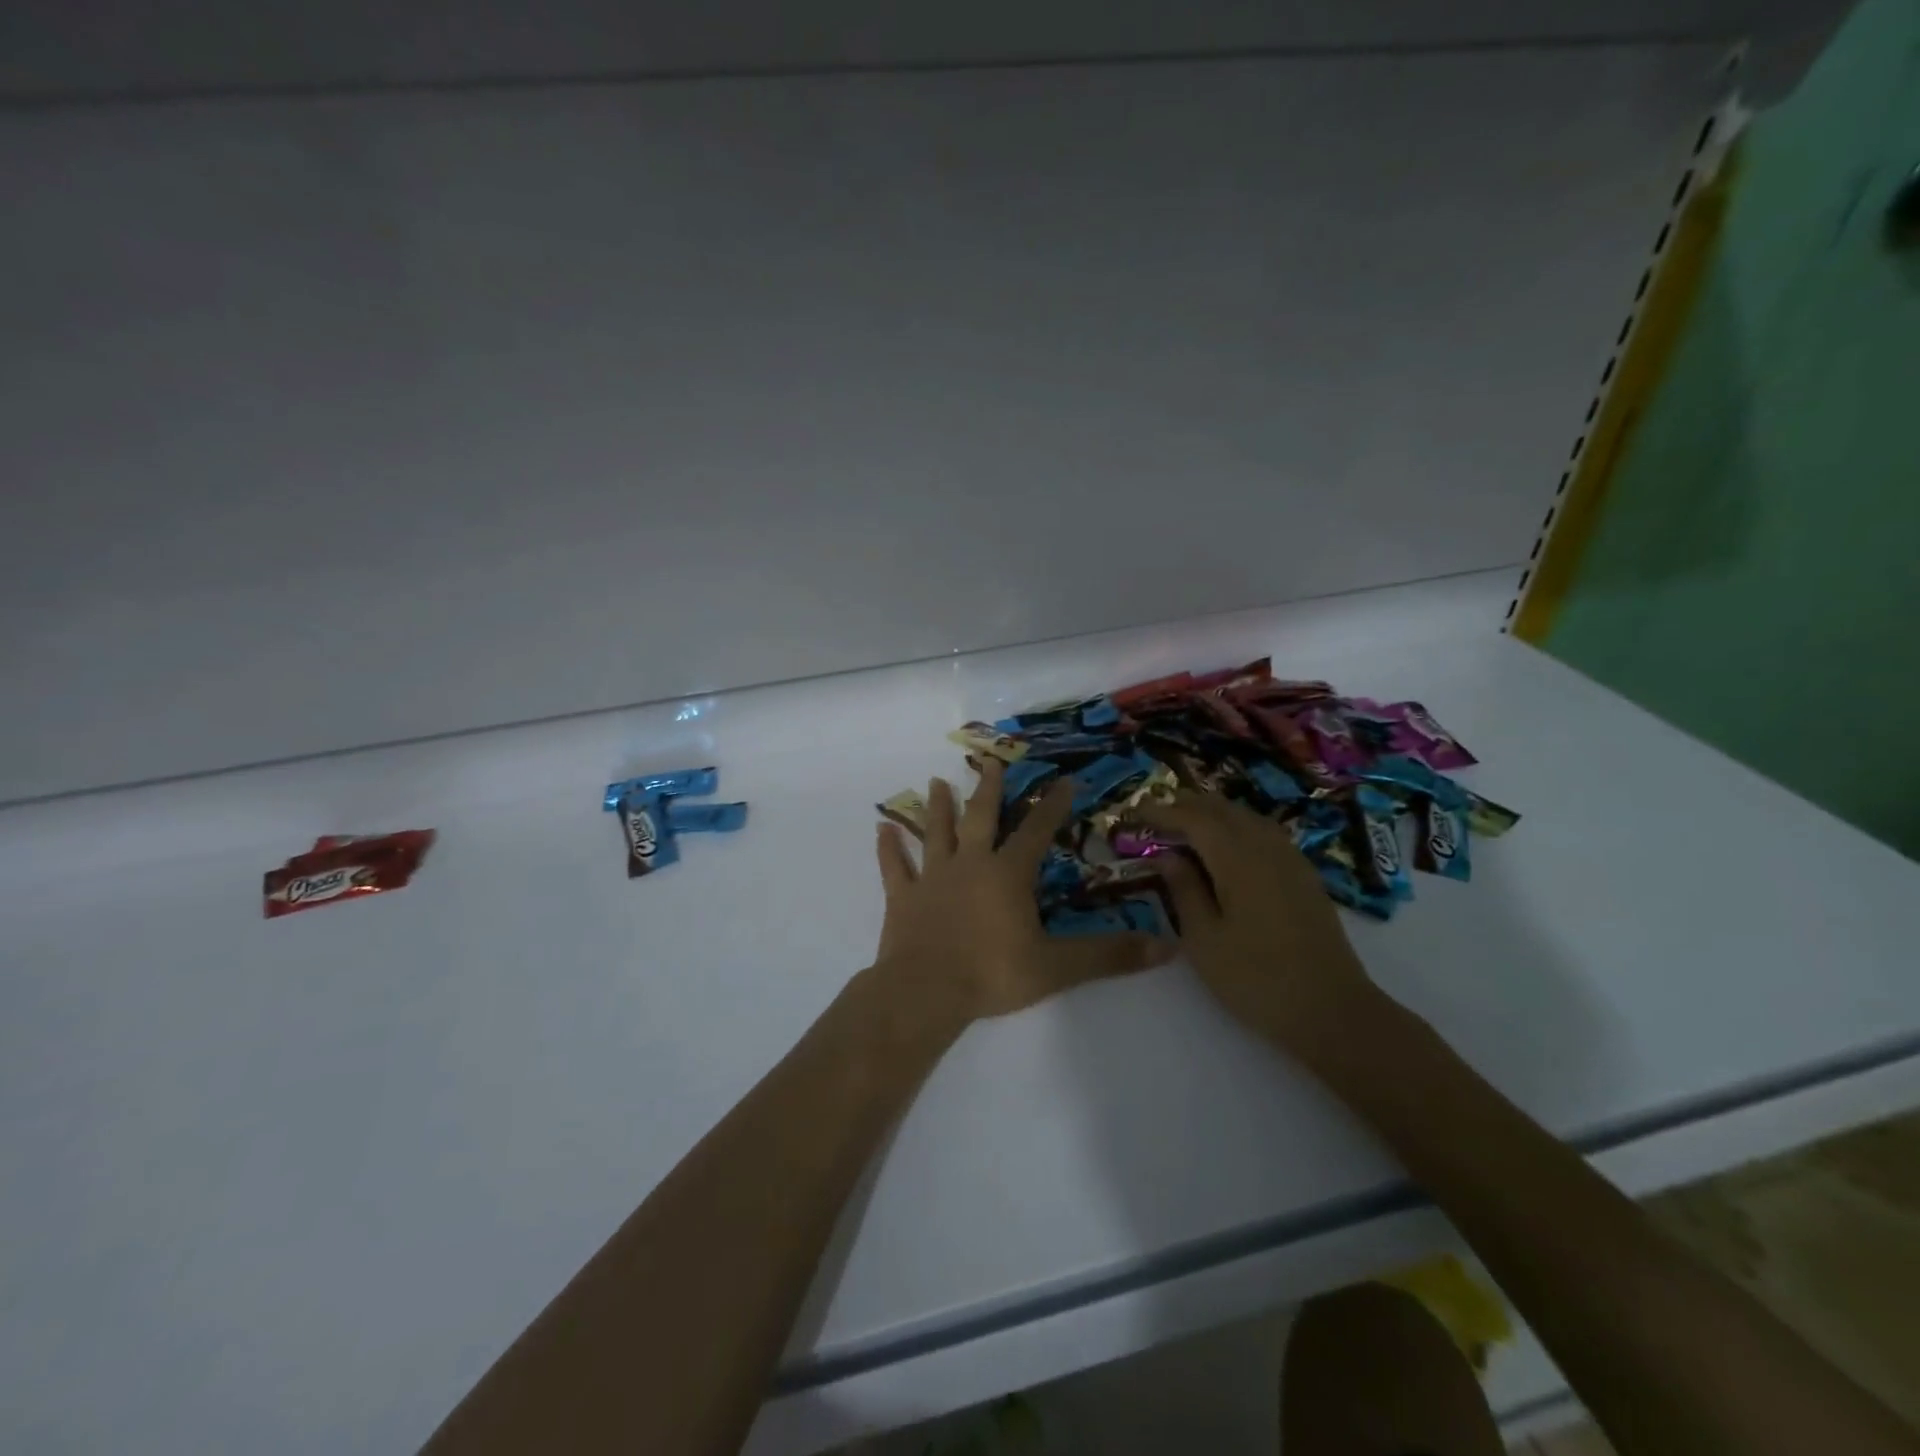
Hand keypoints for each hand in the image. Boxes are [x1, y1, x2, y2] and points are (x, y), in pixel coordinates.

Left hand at [870, 761, 1173, 1027]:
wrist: (925, 992)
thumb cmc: (992, 974)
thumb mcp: (1057, 967)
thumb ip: (1108, 955)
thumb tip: (1166, 946)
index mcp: (1006, 875)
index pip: (1035, 832)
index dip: (1051, 807)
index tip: (1063, 781)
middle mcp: (969, 865)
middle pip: (980, 818)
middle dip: (988, 790)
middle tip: (989, 762)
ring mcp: (932, 878)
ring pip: (935, 833)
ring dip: (937, 808)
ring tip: (935, 782)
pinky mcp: (902, 898)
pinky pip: (894, 867)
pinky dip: (888, 848)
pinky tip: (881, 829)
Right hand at [1134, 792, 1383, 1057]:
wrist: (1332, 1011)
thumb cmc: (1256, 979)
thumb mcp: (1204, 939)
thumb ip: (1184, 890)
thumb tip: (1167, 855)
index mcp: (1238, 859)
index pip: (1194, 819)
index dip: (1162, 812)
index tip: (1135, 811)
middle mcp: (1266, 848)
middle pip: (1223, 809)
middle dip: (1187, 805)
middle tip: (1156, 814)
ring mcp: (1291, 860)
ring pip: (1247, 817)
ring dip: (1214, 813)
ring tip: (1187, 823)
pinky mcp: (1305, 876)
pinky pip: (1265, 832)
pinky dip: (1237, 826)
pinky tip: (1228, 845)